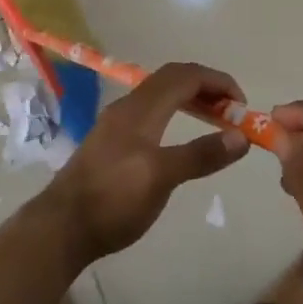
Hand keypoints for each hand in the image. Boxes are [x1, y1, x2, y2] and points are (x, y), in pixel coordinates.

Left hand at [44, 62, 249, 262]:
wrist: (60, 228)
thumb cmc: (113, 200)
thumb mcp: (161, 178)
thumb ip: (201, 154)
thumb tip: (241, 137)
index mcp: (141, 108)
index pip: (185, 76)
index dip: (217, 81)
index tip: (242, 103)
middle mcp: (128, 107)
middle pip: (172, 78)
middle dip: (206, 86)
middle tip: (231, 111)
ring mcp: (117, 123)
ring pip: (160, 94)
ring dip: (190, 98)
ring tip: (214, 121)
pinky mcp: (111, 141)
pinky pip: (151, 110)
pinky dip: (175, 112)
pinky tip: (180, 137)